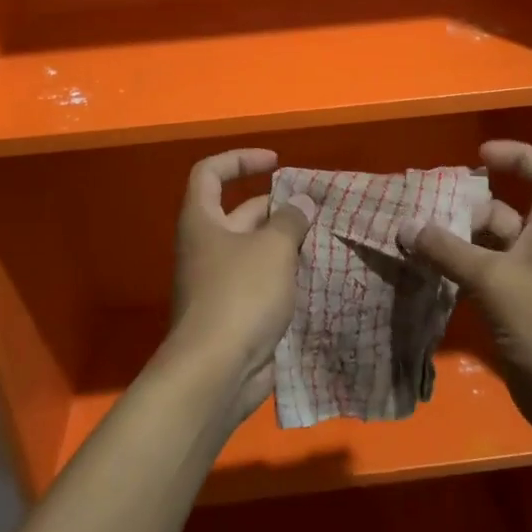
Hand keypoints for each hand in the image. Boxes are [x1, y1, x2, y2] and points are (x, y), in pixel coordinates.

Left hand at [167, 149, 314, 427]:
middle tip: (320, 209)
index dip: (240, 159)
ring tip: (328, 239)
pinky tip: (321, 276)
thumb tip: (302, 203)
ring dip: (289, 243)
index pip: (210, 173)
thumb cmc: (240, 295)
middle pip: (242, 212)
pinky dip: (289, 277)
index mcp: (203, 221)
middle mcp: (208, 247)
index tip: (276, 163)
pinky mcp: (237, 313)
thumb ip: (291, 220)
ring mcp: (221, 282)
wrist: (216, 372)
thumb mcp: (272, 248)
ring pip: (258, 250)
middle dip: (280, 207)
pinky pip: (265, 283)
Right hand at [399, 140, 531, 448]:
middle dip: (465, 209)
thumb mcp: (494, 280)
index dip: (518, 156)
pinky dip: (453, 276)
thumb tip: (406, 226)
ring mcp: (525, 282)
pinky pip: (478, 281)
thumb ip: (448, 252)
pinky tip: (423, 278)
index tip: (480, 157)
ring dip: (453, 245)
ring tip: (411, 242)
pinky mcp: (511, 313)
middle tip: (423, 212)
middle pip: (502, 213)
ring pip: (485, 249)